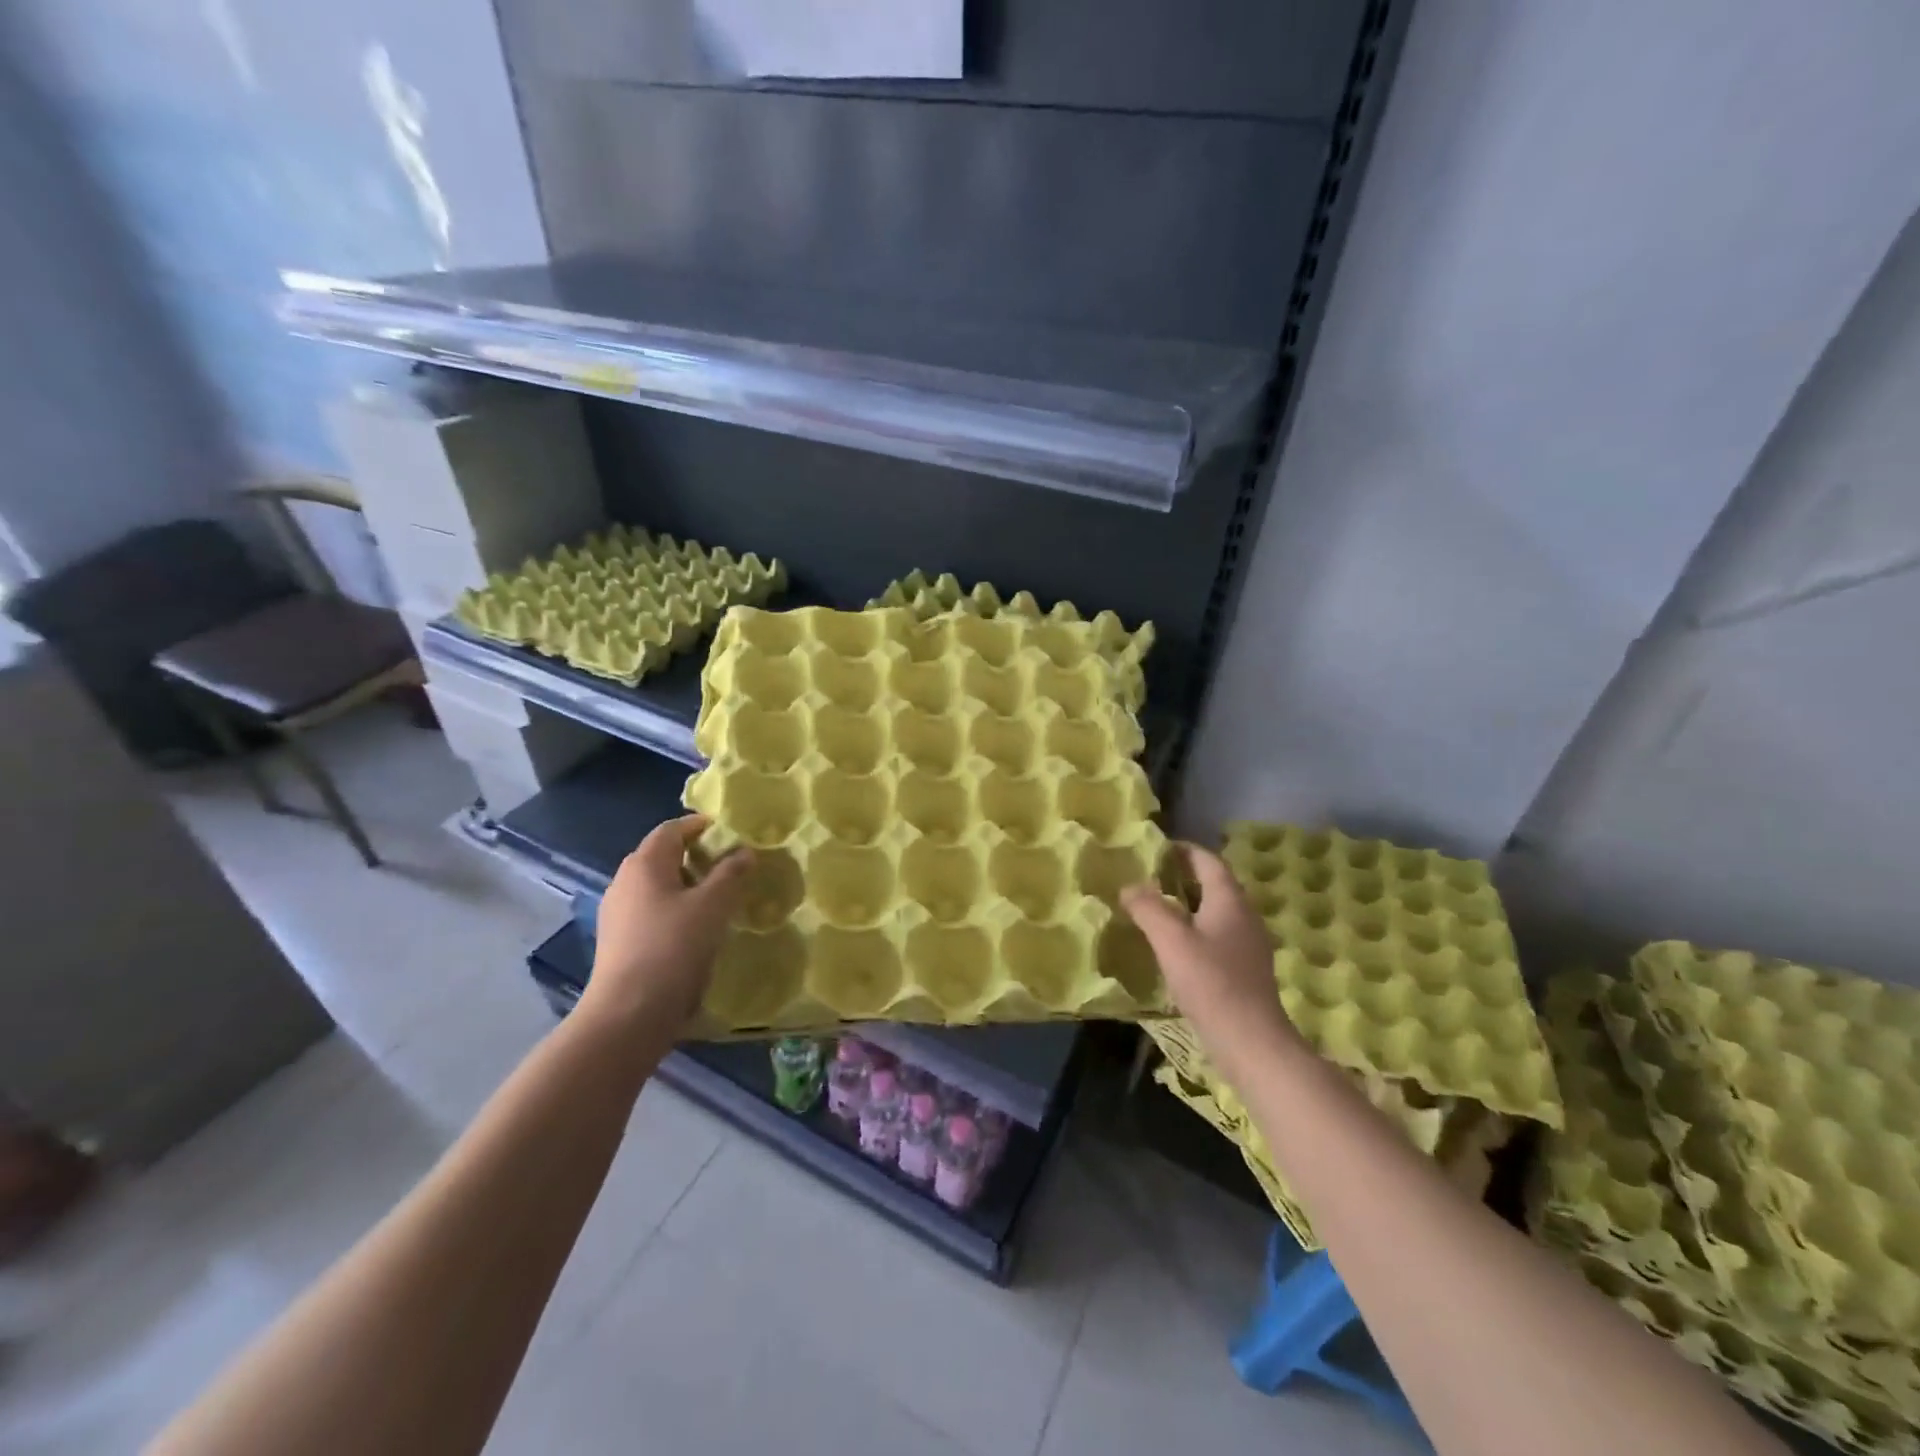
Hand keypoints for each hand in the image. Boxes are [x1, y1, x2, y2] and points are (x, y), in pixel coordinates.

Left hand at [579, 815, 752, 1037]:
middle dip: (696, 856)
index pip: (672, 829)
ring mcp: (617, 912)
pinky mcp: (618, 941)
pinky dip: (674, 908)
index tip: (730, 834)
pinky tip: (695, 928)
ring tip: (718, 898)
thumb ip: (730, 873)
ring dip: (686, 884)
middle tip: (730, 866)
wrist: (629, 1013)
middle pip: (662, 855)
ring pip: (657, 885)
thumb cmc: (673, 947)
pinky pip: (651, 910)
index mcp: (644, 864)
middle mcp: (624, 881)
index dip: (701, 826)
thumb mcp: (713, 906)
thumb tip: (744, 851)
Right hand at [1121, 843, 1304, 1083]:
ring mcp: (1249, 944)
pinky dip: (1196, 928)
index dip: (1184, 850)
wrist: (1252, 1042)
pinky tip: (1177, 945)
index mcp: (1230, 900)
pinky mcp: (1246, 969)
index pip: (1208, 861)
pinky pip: (1219, 934)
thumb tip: (1130, 886)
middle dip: (1184, 876)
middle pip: (1215, 884)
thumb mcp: (1171, 940)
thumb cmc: (1211, 983)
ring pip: (1217, 911)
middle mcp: (1245, 915)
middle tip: (1150, 877)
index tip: (1157, 848)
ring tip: (1157, 908)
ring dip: (1189, 903)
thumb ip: (1148, 908)